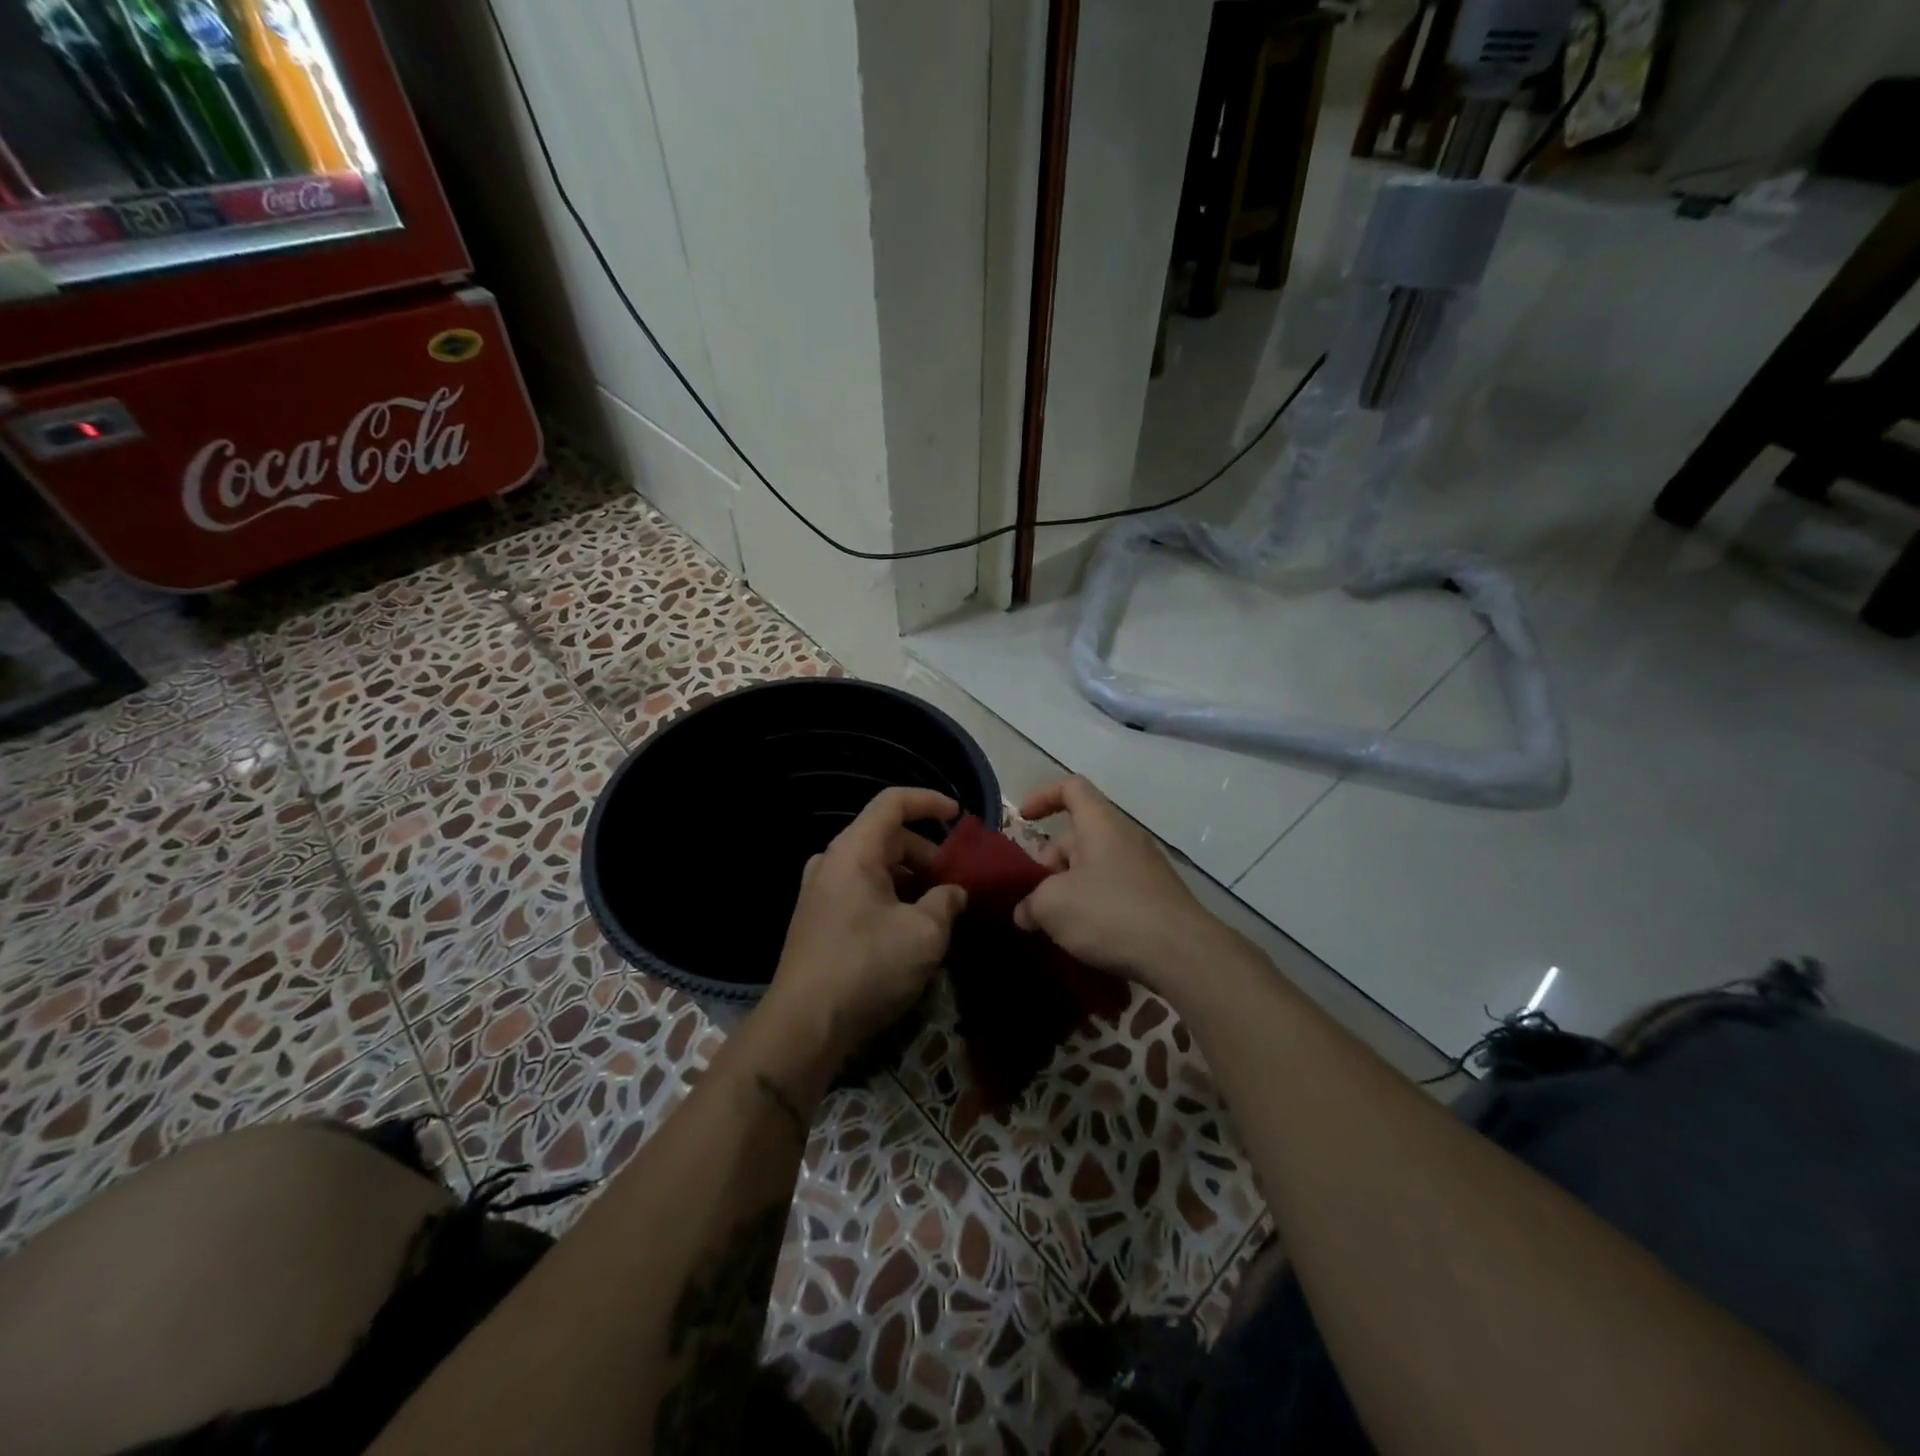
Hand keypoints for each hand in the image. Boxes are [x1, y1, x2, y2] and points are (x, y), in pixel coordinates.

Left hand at [765, 787, 967, 1068]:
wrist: (804, 1026)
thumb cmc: (867, 967)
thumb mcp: (924, 934)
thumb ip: (946, 902)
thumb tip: (953, 893)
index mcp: (854, 851)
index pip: (893, 802)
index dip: (929, 802)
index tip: (959, 816)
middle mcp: (832, 861)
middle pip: (887, 838)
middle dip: (928, 854)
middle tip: (959, 882)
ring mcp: (821, 891)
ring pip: (876, 867)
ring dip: (912, 880)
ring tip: (942, 908)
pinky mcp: (819, 919)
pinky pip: (862, 891)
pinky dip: (892, 898)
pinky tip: (912, 929)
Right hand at [1013, 776, 1224, 990]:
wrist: (1183, 955)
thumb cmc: (1111, 914)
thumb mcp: (1053, 906)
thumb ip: (1030, 903)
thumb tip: (1026, 912)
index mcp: (1101, 824)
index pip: (1071, 788)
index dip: (1043, 796)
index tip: (1023, 819)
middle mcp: (1125, 838)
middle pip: (1077, 837)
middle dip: (1049, 865)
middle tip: (1035, 902)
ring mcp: (1145, 869)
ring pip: (1094, 868)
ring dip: (1069, 890)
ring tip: (1056, 926)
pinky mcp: (1157, 899)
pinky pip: (1114, 891)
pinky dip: (1094, 906)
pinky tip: (1085, 938)